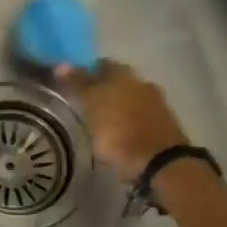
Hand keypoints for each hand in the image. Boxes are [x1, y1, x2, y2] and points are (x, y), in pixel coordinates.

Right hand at [55, 61, 190, 178]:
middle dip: (104, 90)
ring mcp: (157, 104)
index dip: (86, 72)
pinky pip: (141, 117)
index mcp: (122, 73)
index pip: (100, 64)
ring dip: (119, 107)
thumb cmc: (117, 131)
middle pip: (117, 81)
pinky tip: (122, 135)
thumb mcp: (90, 105)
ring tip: (103, 123)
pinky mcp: (165, 126)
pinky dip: (130, 122)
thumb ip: (77, 83)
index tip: (73, 86)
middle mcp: (141, 82)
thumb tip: (61, 64)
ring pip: (131, 99)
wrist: (159, 163)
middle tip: (86, 105)